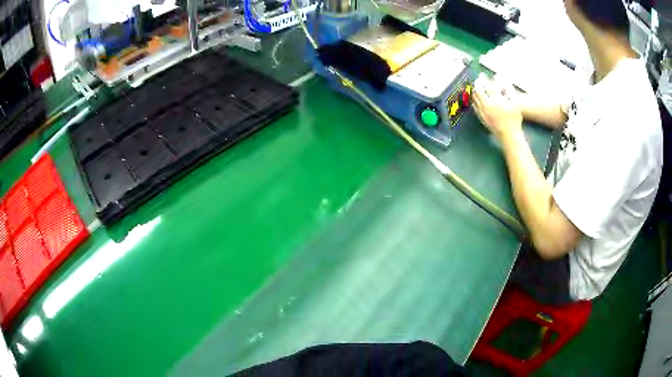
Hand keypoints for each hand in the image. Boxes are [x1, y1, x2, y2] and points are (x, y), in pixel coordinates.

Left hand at [472, 75, 523, 139]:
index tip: (483, 75)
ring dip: (475, 90)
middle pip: (478, 90)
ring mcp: (482, 112)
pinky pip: (474, 106)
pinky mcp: (481, 117)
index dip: (484, 79)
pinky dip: (475, 99)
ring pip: (474, 98)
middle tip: (479, 79)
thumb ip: (509, 89)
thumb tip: (502, 79)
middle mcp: (487, 105)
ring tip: (478, 86)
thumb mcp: (515, 102)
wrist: (509, 135)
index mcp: (496, 100)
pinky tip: (477, 97)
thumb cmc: (514, 118)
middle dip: (477, 83)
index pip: (487, 85)